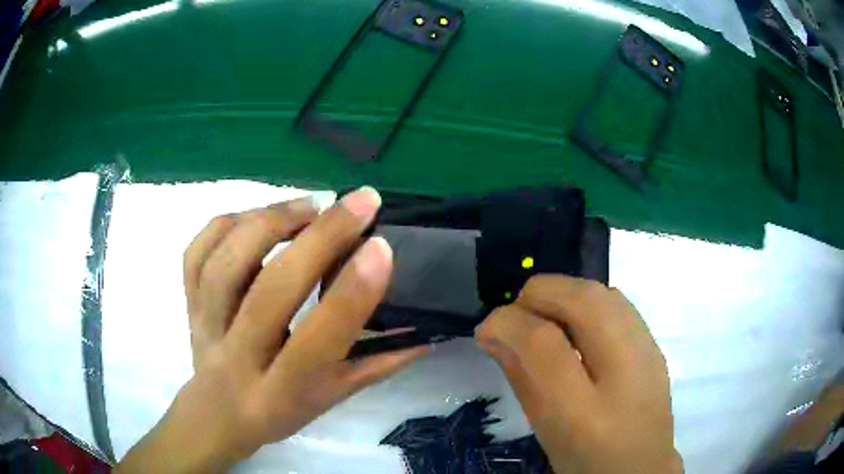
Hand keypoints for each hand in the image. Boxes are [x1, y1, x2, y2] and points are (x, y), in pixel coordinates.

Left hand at [116, 187, 428, 472]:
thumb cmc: (279, 410)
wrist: (217, 413)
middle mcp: (237, 358)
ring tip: (313, 203)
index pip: (316, 342)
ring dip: (272, 221)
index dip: (350, 295)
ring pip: (226, 263)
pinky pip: (197, 252)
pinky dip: (229, 221)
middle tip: (361, 201)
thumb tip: (426, 332)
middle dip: (320, 238)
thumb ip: (377, 365)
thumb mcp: (332, 398)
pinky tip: (261, 214)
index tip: (382, 247)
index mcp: (281, 392)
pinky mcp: (187, 302)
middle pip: (269, 292)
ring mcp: (204, 326)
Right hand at [475, 275, 681, 473]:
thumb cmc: (585, 460)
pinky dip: (585, 301)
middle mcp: (625, 371)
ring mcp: (648, 352)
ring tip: (543, 317)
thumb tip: (494, 334)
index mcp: (586, 411)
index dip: (508, 322)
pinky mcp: (655, 344)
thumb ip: (520, 378)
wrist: (643, 466)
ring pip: (602, 292)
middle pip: (582, 299)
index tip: (487, 328)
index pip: (543, 343)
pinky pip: (616, 302)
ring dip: (562, 294)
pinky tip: (576, 325)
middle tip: (515, 317)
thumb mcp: (544, 429)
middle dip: (538, 295)